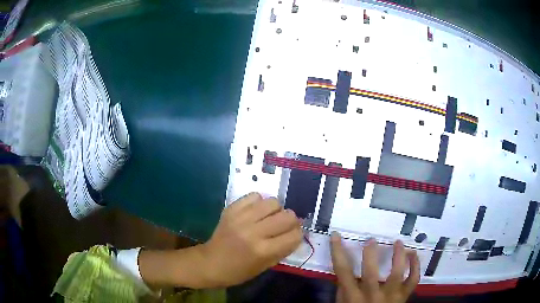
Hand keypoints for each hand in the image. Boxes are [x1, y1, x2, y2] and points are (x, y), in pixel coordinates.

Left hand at [200, 192, 301, 286]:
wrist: (210, 262)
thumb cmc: (239, 271)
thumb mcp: (265, 266)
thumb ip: (283, 249)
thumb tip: (297, 233)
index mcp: (264, 251)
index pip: (295, 235)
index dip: (297, 235)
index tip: (293, 236)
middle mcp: (254, 232)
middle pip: (288, 216)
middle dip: (291, 221)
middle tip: (283, 226)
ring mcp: (241, 218)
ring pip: (273, 202)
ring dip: (275, 210)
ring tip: (268, 218)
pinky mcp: (231, 209)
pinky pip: (254, 196)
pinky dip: (258, 203)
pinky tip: (255, 212)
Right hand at [331, 233, 419, 302]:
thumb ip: (343, 289)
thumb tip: (343, 270)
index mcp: (354, 297)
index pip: (343, 272)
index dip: (338, 252)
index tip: (336, 235)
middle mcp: (372, 296)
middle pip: (371, 274)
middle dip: (370, 255)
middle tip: (371, 240)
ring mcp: (391, 295)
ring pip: (397, 274)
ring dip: (398, 256)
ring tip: (398, 242)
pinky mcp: (404, 295)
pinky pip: (413, 280)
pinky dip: (416, 266)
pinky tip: (413, 255)